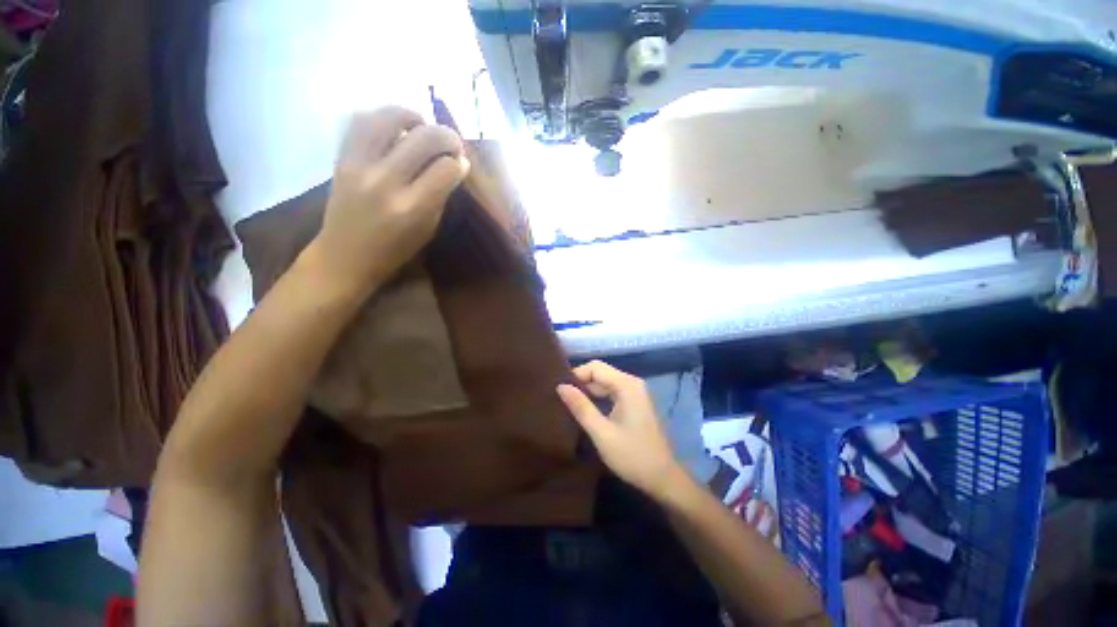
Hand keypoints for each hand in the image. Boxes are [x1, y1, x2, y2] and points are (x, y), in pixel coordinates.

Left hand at [308, 106, 469, 294]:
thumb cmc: (394, 250)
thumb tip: (455, 166)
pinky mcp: (341, 158)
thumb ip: (441, 197)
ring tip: (422, 124)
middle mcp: (385, 181)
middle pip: (423, 138)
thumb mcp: (427, 230)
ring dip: (412, 115)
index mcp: (411, 208)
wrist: (344, 255)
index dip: (459, 163)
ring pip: (388, 118)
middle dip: (446, 136)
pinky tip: (395, 126)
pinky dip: (382, 117)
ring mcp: (358, 165)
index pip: (445, 170)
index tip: (462, 164)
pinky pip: (360, 122)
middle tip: (453, 143)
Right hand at [557, 361, 687, 500]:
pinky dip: (598, 397)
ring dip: (588, 390)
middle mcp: (632, 383)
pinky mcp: (635, 402)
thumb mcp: (601, 433)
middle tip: (562, 399)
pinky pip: (612, 392)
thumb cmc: (632, 456)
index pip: (595, 367)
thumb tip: (560, 386)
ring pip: (605, 382)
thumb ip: (581, 407)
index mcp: (627, 385)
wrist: (663, 478)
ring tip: (570, 404)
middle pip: (601, 372)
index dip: (576, 375)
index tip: (560, 391)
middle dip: (581, 383)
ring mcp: (636, 392)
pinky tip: (586, 409)